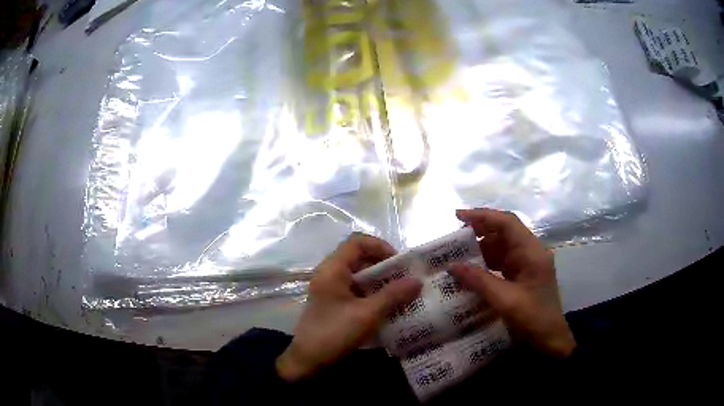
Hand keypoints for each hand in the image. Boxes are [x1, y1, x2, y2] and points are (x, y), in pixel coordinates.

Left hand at [276, 233, 422, 381]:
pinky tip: (387, 306)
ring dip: (380, 281)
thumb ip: (393, 295)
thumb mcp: (368, 314)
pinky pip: (356, 290)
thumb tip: (417, 280)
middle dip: (384, 266)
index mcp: (333, 269)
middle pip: (359, 258)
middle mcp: (330, 274)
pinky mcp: (333, 303)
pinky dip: (372, 294)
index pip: (357, 242)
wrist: (308, 360)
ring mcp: (330, 289)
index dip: (380, 246)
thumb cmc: (335, 332)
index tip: (399, 262)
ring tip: (401, 292)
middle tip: (405, 278)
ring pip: (359, 275)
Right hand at [450, 209, 575, 357]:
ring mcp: (527, 264)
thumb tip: (452, 266)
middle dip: (479, 233)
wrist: (550, 340)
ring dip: (480, 250)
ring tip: (457, 256)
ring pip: (501, 248)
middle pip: (503, 232)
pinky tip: (470, 272)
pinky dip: (485, 264)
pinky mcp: (522, 276)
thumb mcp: (506, 300)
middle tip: (453, 239)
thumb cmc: (533, 318)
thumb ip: (479, 280)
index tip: (458, 217)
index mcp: (532, 252)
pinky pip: (501, 262)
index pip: (507, 223)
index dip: (482, 216)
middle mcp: (530, 252)